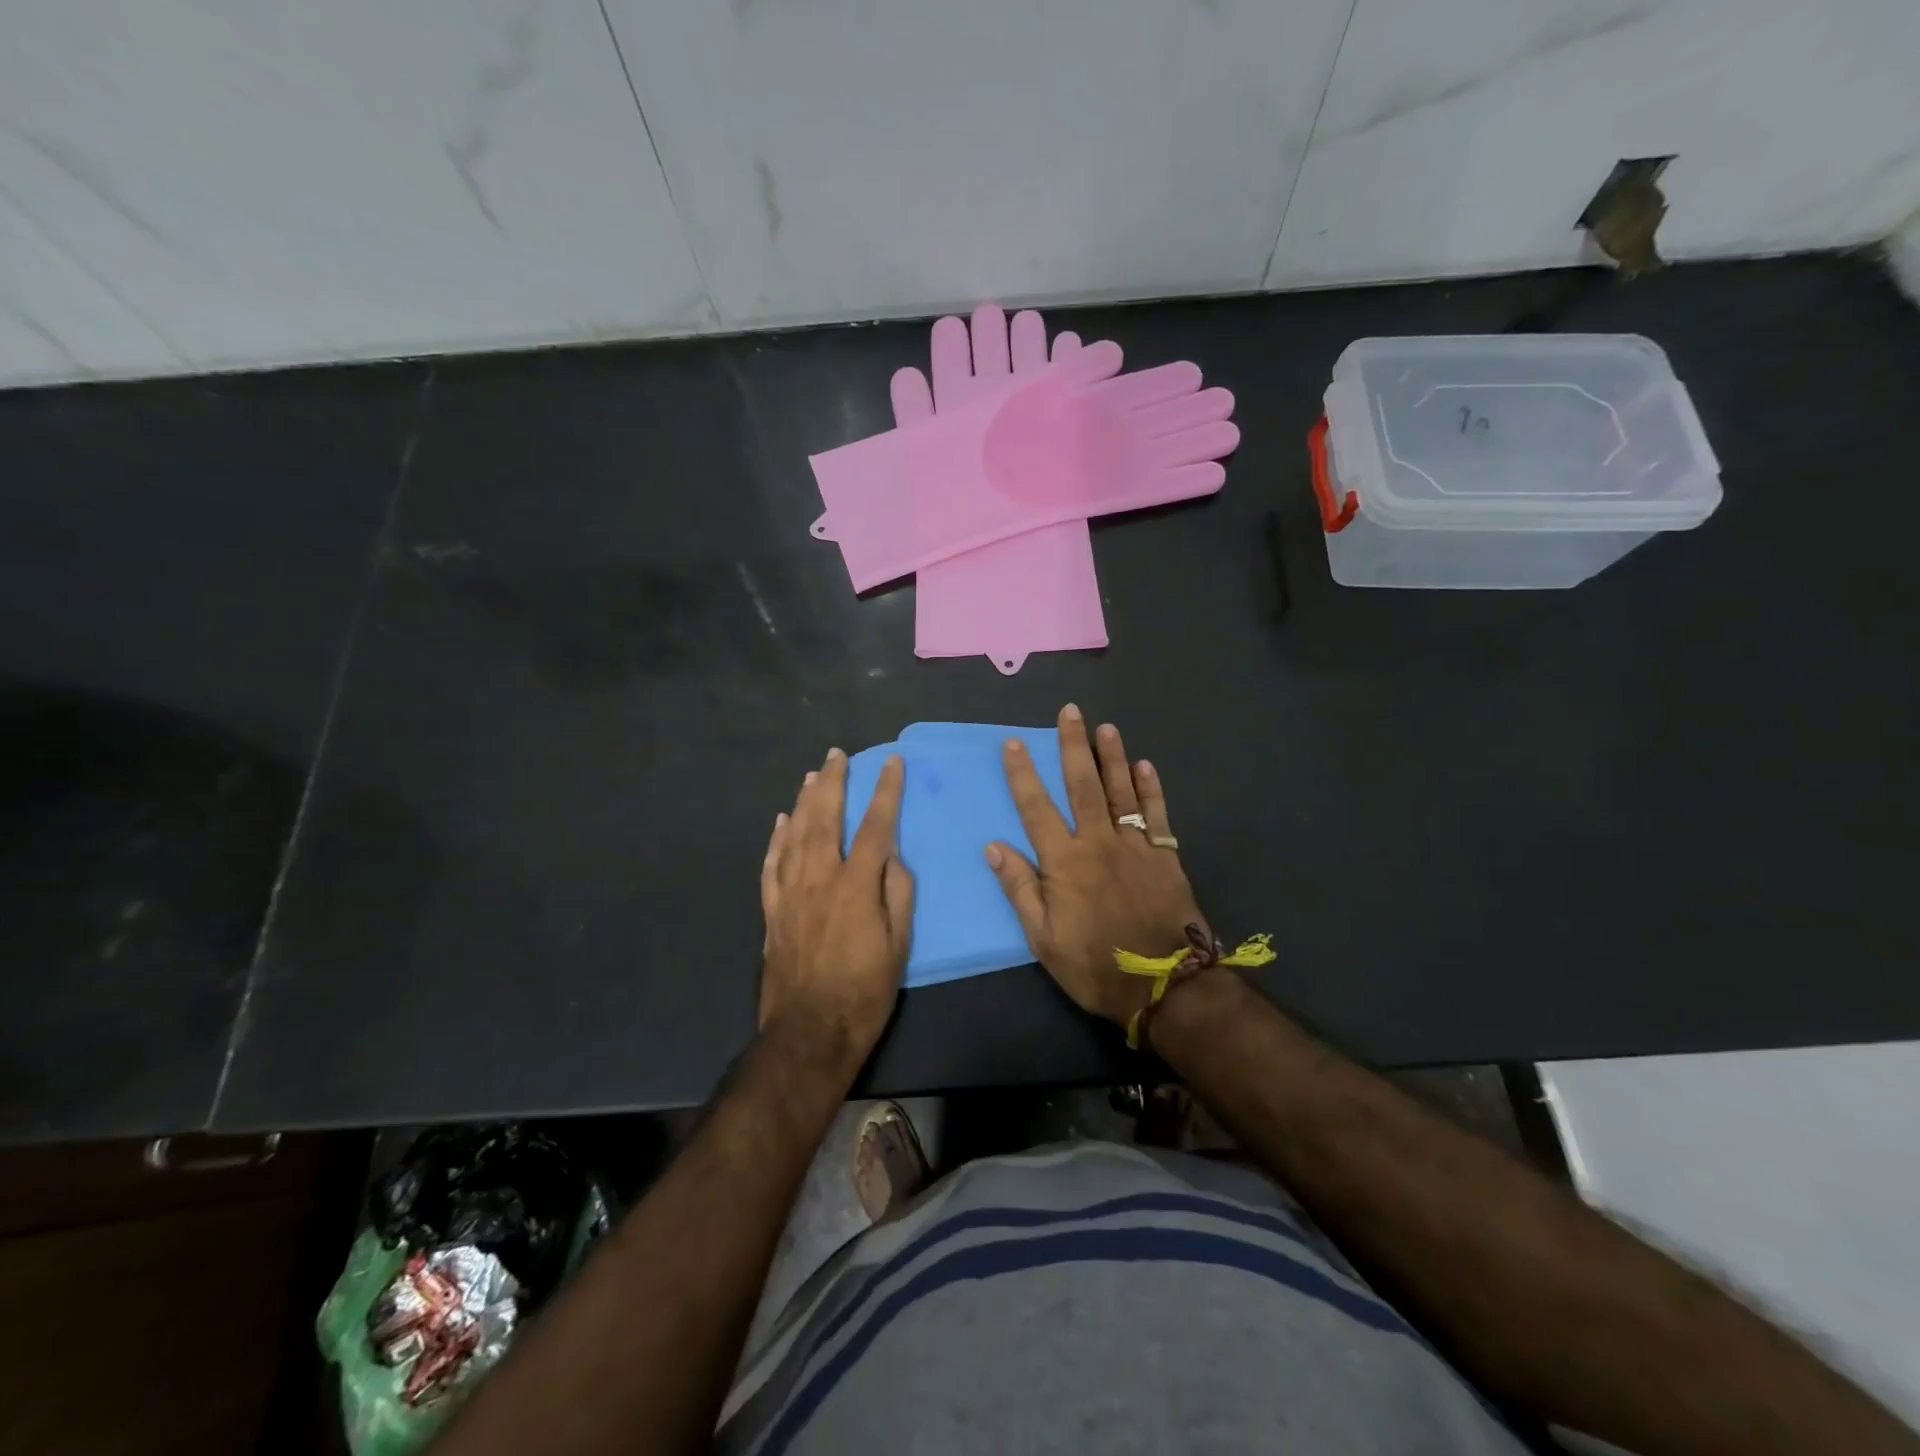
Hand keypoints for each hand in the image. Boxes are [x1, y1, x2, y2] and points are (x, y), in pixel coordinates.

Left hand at [759, 749, 913, 1068]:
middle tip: (837, 755)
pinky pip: (771, 865)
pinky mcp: (772, 911)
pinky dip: (776, 839)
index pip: (876, 826)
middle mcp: (819, 879)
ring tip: (811, 775)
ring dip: (803, 801)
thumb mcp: (899, 945)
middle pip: (825, 818)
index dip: (885, 791)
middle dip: (833, 782)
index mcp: (856, 886)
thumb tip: (892, 856)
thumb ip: (898, 893)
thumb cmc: (864, 992)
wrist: (809, 1032)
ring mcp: (790, 894)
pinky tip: (780, 822)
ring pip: (794, 835)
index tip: (891, 763)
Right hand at [986, 705, 1205, 1027]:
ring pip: (1121, 791)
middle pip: (1083, 785)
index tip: (1015, 743)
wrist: (1166, 985)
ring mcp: (1135, 846)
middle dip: (1074, 746)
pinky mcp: (1165, 856)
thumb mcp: (1044, 939)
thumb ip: (1020, 889)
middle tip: (1071, 712)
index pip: (1036, 808)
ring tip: (1107, 727)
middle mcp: (1098, 843)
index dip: (1023, 774)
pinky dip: (1151, 788)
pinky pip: (1157, 814)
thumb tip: (994, 846)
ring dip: (1112, 756)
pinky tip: (1146, 765)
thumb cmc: (1096, 965)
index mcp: (1064, 862)